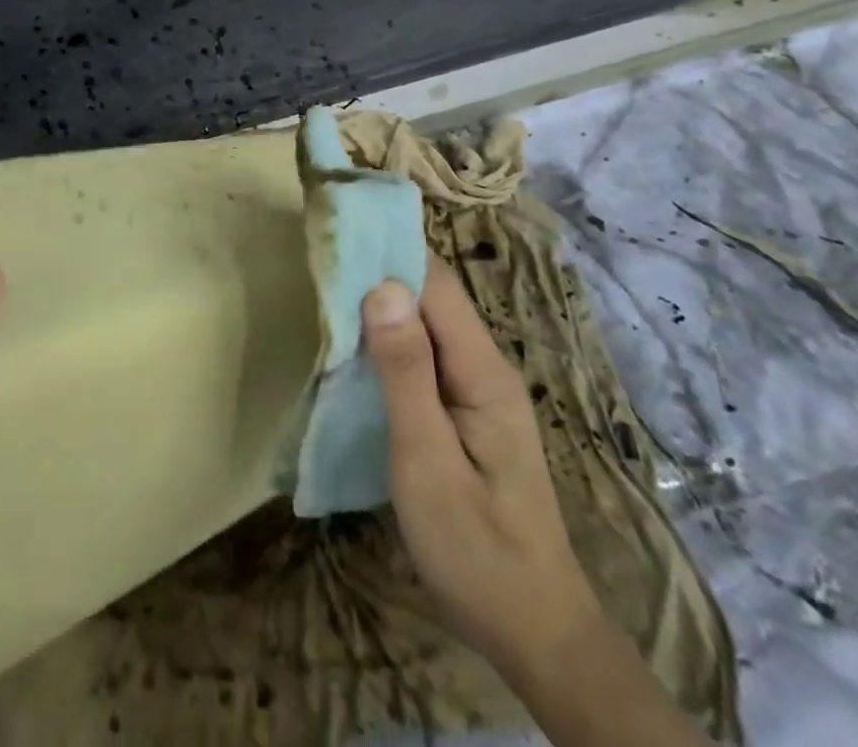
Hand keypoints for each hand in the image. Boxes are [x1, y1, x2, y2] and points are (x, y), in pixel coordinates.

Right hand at [364, 258, 709, 746]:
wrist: (534, 631)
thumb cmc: (476, 549)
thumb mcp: (428, 462)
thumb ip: (405, 373)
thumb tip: (381, 287)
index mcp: (482, 370)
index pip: (436, 283)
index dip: (390, 248)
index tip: (341, 226)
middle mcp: (485, 366)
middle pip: (432, 297)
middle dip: (380, 268)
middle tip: (322, 253)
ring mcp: (477, 389)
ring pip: (426, 324)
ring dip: (381, 302)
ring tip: (327, 286)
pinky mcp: (464, 410)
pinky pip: (424, 354)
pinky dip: (388, 337)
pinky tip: (355, 343)